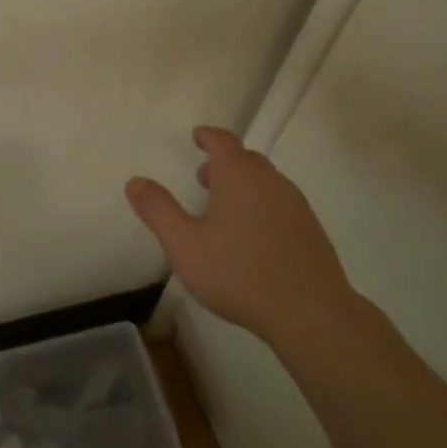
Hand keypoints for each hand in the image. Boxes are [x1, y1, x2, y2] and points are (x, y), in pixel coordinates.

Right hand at [126, 126, 354, 343]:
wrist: (309, 312)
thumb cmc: (238, 273)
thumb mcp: (184, 244)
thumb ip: (158, 210)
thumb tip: (135, 181)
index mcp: (239, 176)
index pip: (223, 141)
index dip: (208, 136)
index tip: (197, 136)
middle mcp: (270, 181)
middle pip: (246, 159)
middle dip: (223, 163)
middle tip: (203, 178)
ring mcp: (296, 205)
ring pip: (265, 182)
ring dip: (243, 186)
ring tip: (224, 210)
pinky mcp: (311, 230)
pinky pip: (280, 205)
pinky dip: (261, 206)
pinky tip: (253, 238)